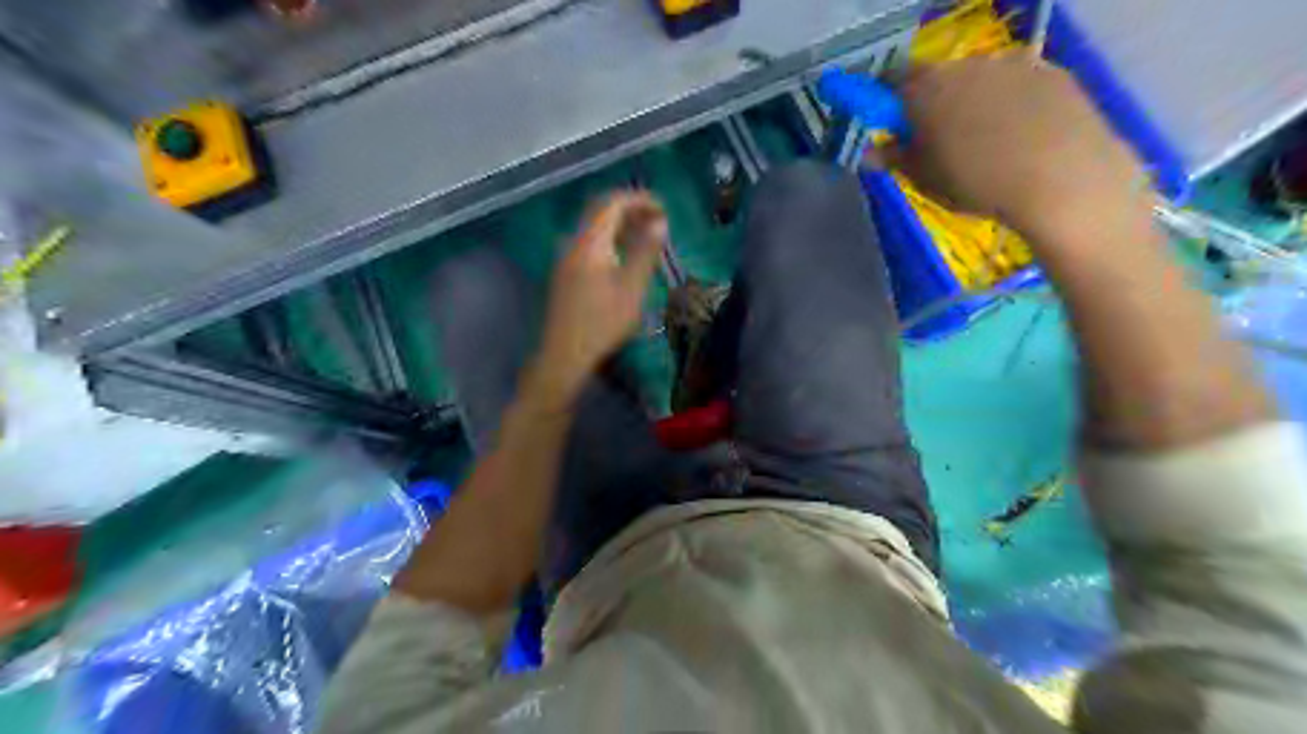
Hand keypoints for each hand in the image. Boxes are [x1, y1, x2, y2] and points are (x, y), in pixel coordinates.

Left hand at [537, 188, 667, 400]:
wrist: (564, 354)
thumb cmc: (602, 322)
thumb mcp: (632, 288)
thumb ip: (645, 251)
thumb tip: (659, 222)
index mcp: (589, 242)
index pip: (612, 203)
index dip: (639, 199)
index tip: (663, 209)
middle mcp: (573, 243)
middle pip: (599, 211)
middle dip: (629, 209)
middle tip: (657, 220)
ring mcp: (565, 258)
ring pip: (593, 228)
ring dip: (620, 225)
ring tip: (646, 237)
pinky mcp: (565, 273)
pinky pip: (589, 243)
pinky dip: (610, 240)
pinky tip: (624, 257)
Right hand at [888, 53, 1152, 243]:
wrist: (1063, 179)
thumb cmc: (977, 184)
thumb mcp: (925, 179)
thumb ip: (894, 159)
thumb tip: (870, 152)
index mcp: (926, 90)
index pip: (891, 82)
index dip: (886, 102)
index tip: (889, 127)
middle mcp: (965, 65)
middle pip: (936, 77)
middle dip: (930, 102)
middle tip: (935, 141)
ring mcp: (1012, 63)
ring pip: (978, 79)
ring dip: (971, 101)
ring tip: (983, 142)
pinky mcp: (1051, 71)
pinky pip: (1016, 83)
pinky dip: (1009, 102)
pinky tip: (1019, 135)